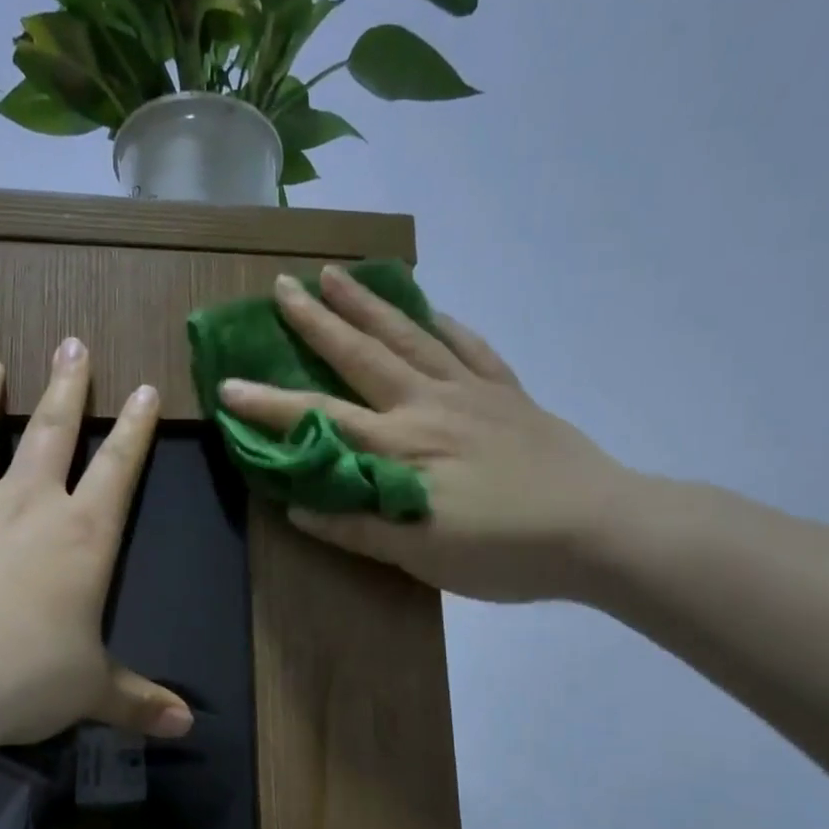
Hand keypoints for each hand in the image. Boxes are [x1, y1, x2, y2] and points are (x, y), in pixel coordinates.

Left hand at [0, 338, 191, 746]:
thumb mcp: (92, 691)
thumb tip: (185, 727)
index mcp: (81, 535)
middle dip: (66, 386)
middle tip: (71, 342)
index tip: (145, 389)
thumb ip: (137, 701)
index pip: (119, 468)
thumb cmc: (27, 676)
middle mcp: (24, 508)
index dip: (136, 429)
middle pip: (50, 431)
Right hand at [218, 267, 640, 602]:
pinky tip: (432, 309)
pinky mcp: (509, 395)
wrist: (601, 529)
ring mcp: (472, 393)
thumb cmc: (505, 551)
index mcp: (403, 447)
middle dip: (316, 322)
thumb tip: (298, 505)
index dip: (271, 404)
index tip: (227, 384)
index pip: (321, 420)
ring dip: (369, 305)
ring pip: (411, 338)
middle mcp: (429, 406)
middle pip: (363, 356)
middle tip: (281, 287)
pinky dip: (447, 325)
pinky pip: (471, 348)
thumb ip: (358, 526)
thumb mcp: (421, 555)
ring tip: (337, 274)